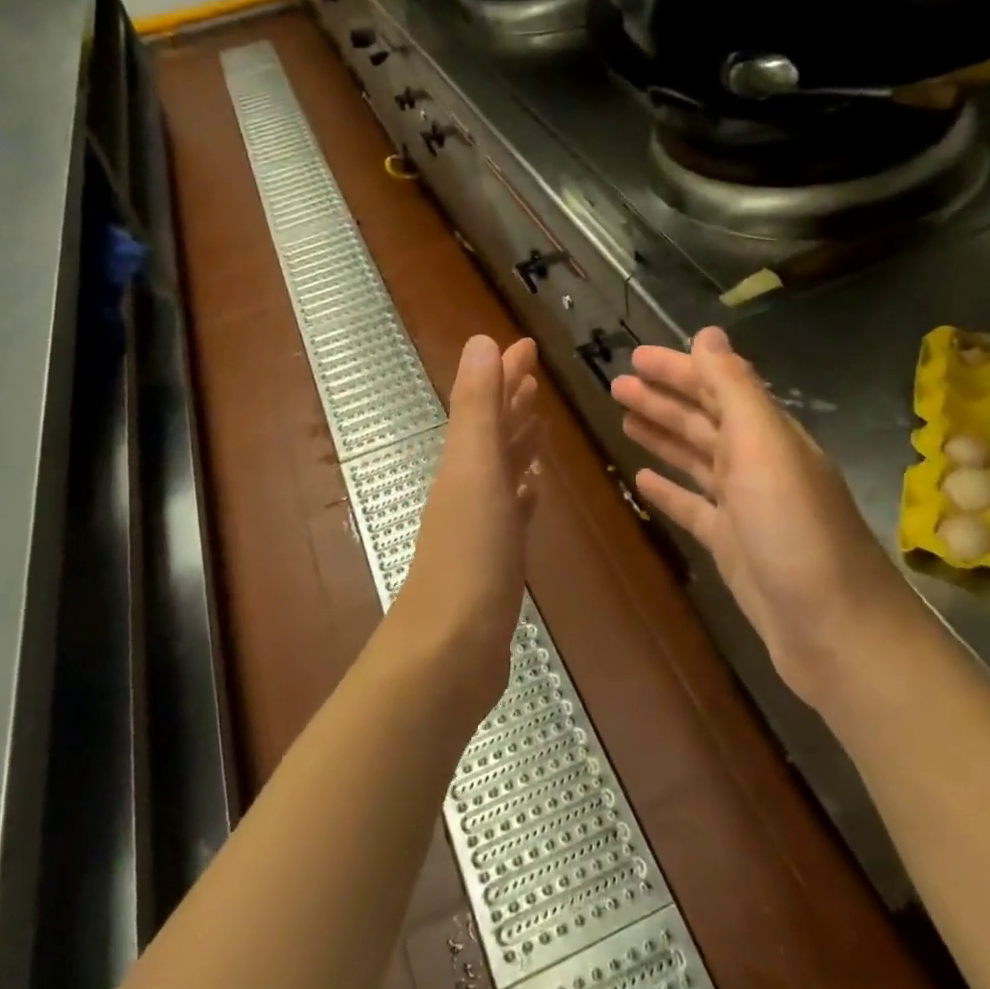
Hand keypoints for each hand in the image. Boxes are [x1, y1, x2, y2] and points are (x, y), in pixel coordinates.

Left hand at [392, 335, 541, 715]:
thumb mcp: (475, 469)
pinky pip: (511, 510)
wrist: (450, 647)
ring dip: (518, 442)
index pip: (486, 403)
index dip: (504, 372)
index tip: (527, 345)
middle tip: (536, 375)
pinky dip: (522, 492)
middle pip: (492, 431)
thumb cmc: (470, 554)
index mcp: (464, 461)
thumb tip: (481, 341)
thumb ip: (478, 407)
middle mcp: (468, 486)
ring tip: (539, 422)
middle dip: (511, 399)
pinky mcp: (495, 558)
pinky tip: (532, 489)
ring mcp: (480, 524)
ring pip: (502, 469)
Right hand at [611, 326, 906, 697]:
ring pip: (695, 459)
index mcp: (767, 435)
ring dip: (662, 436)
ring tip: (623, 419)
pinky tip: (641, 479)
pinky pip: (693, 506)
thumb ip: (735, 389)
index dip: (678, 369)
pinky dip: (669, 489)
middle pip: (702, 420)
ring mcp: (744, 506)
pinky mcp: (731, 544)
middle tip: (615, 385)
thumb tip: (708, 333)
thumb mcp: (764, 447)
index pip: (717, 386)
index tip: (634, 356)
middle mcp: (757, 464)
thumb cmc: (794, 530)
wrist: (833, 629)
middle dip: (662, 399)